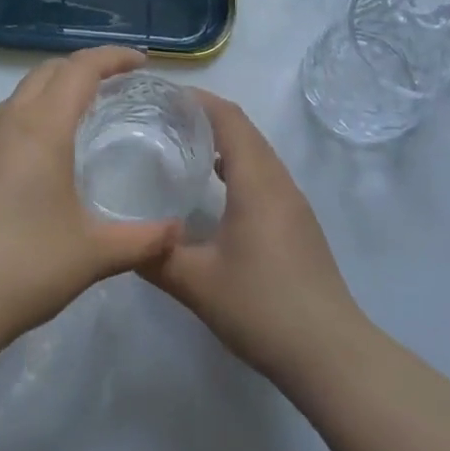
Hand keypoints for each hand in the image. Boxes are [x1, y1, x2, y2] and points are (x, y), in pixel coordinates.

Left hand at [0, 47, 181, 347]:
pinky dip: (33, 116)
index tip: (141, 62)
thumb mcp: (93, 254)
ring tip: (83, 115)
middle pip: (48, 71)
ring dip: (55, 90)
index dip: (112, 57)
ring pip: (22, 94)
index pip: (80, 69)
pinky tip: (44, 156)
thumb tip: (176, 233)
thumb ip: (143, 240)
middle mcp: (7, 122)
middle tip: (117, 85)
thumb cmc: (24, 266)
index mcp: (41, 128)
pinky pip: (4, 121)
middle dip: (84, 67)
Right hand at [143, 90, 364, 384]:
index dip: (198, 100)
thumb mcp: (196, 283)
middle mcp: (279, 182)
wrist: (330, 354)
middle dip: (206, 117)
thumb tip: (119, 239)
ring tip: (183, 148)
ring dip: (224, 142)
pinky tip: (215, 192)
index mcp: (257, 182)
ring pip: (257, 154)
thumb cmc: (262, 307)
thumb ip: (155, 255)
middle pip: (244, 131)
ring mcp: (294, 204)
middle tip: (162, 121)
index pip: (229, 118)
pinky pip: (265, 177)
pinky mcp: (299, 225)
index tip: (162, 96)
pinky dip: (237, 167)